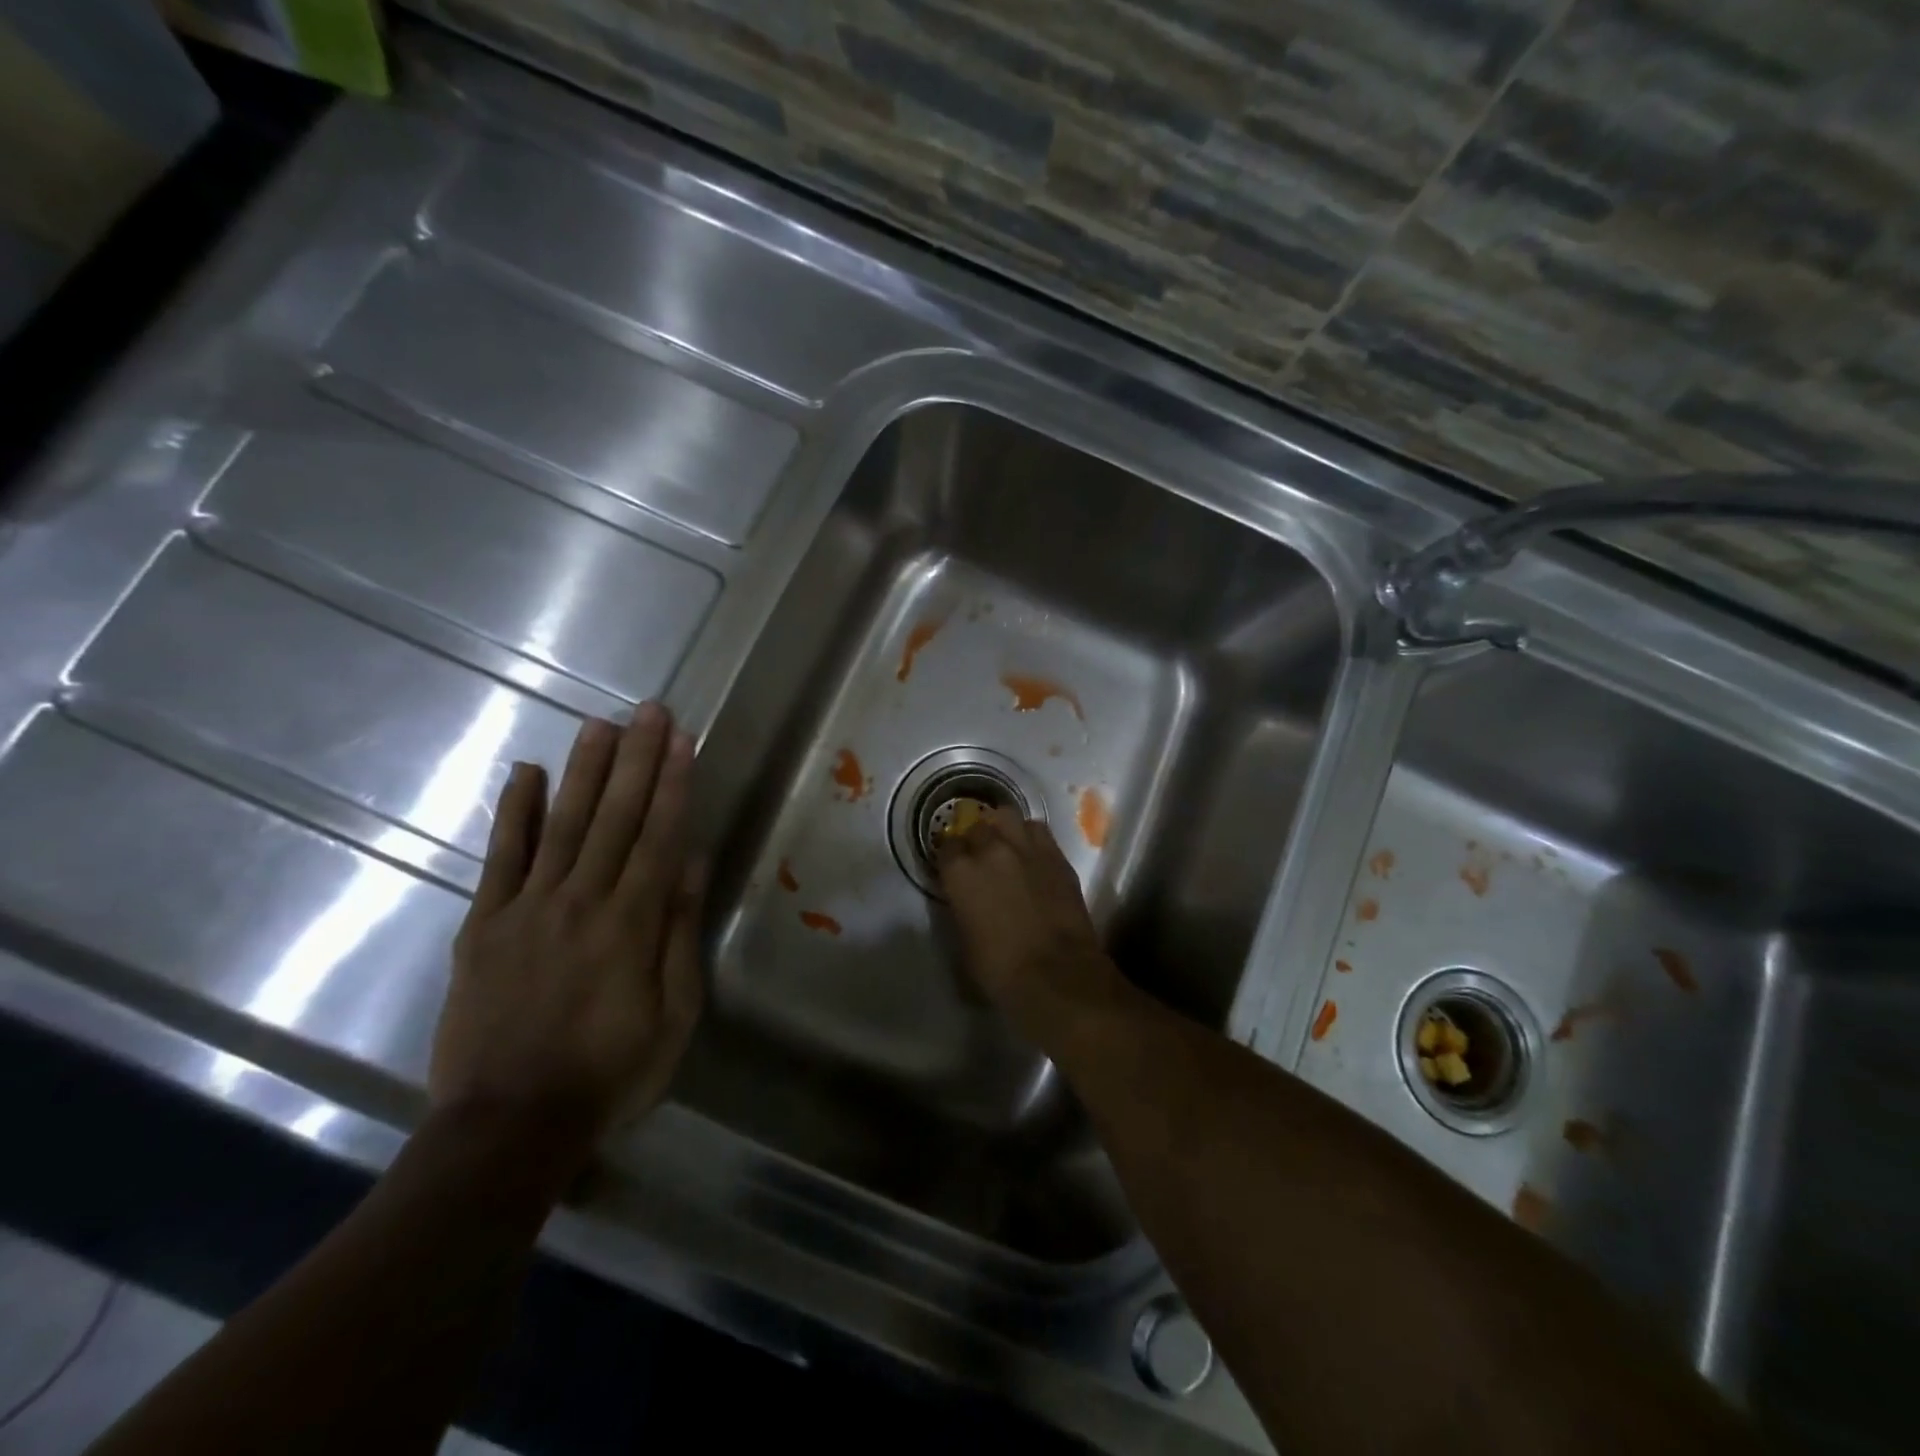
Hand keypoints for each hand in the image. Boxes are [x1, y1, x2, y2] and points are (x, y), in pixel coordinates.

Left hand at [430, 704, 704, 1161]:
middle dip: (636, 759)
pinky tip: (526, 773)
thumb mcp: (673, 1014)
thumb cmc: (610, 1073)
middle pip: (614, 817)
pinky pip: (501, 859)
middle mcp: (581, 901)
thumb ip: (679, 934)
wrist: (508, 1126)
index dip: (672, 784)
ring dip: (584, 771)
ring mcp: (526, 909)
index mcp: (631, 923)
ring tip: (600, 725)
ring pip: (562, 825)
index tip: (682, 740)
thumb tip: (690, 864)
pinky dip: (514, 814)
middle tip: (648, 710)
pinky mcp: (483, 925)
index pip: (659, 836)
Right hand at [934, 808, 1125, 1041]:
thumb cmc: (1000, 970)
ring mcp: (1027, 848)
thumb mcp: (964, 940)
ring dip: (1003, 828)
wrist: (1058, 975)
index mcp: (960, 873)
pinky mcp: (1057, 855)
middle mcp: (991, 849)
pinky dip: (1030, 837)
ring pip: (1008, 817)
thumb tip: (966, 897)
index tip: (953, 867)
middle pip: (978, 825)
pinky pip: (1038, 832)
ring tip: (1006, 844)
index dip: (950, 857)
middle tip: (980, 856)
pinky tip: (1032, 854)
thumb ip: (962, 906)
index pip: (947, 846)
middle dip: (976, 837)